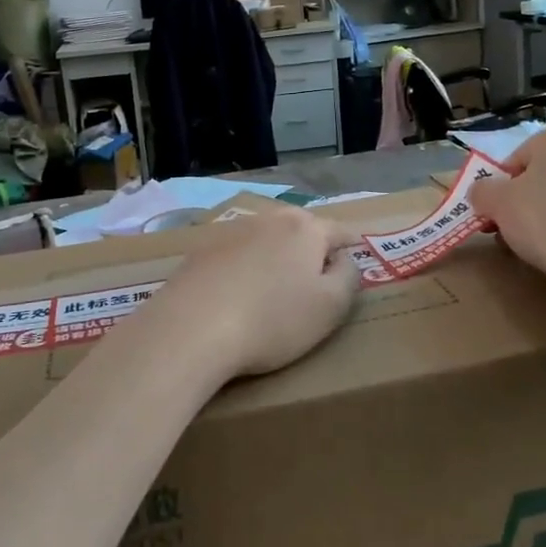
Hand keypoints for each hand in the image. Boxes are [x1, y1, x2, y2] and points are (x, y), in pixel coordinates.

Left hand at [144, 208, 360, 379]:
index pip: (339, 231)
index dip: (351, 246)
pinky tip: (238, 293)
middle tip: (315, 276)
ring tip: (275, 285)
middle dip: (311, 248)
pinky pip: (235, 255)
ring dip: (275, 256)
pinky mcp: (201, 251)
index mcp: (305, 228)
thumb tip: (343, 259)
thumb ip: (348, 277)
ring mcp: (231, 232)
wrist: (192, 328)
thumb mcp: (330, 307)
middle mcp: (269, 219)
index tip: (353, 259)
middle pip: (300, 229)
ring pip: (266, 239)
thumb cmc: (273, 320)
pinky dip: (244, 267)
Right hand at [469, 130, 545, 288]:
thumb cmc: (545, 218)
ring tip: (530, 247)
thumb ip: (481, 190)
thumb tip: (482, 193)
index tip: (492, 211)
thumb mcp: (495, 201)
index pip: (517, 158)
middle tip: (505, 229)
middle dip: (521, 202)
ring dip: (543, 218)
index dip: (498, 186)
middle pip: (541, 177)